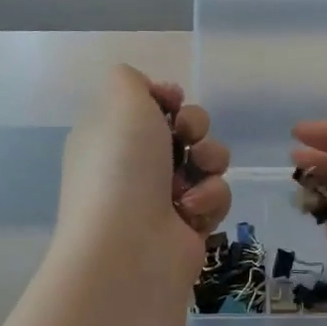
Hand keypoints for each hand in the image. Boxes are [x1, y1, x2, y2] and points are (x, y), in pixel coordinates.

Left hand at [58, 66, 230, 284]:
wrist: (130, 247)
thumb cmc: (121, 167)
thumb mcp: (120, 101)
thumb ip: (130, 79)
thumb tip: (151, 94)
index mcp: (109, 135)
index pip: (148, 105)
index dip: (168, 99)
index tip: (173, 102)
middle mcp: (133, 165)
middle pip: (184, 128)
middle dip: (196, 127)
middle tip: (188, 137)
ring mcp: (161, 197)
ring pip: (207, 161)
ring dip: (209, 162)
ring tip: (194, 179)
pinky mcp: (189, 225)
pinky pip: (216, 196)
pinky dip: (210, 200)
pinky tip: (190, 213)